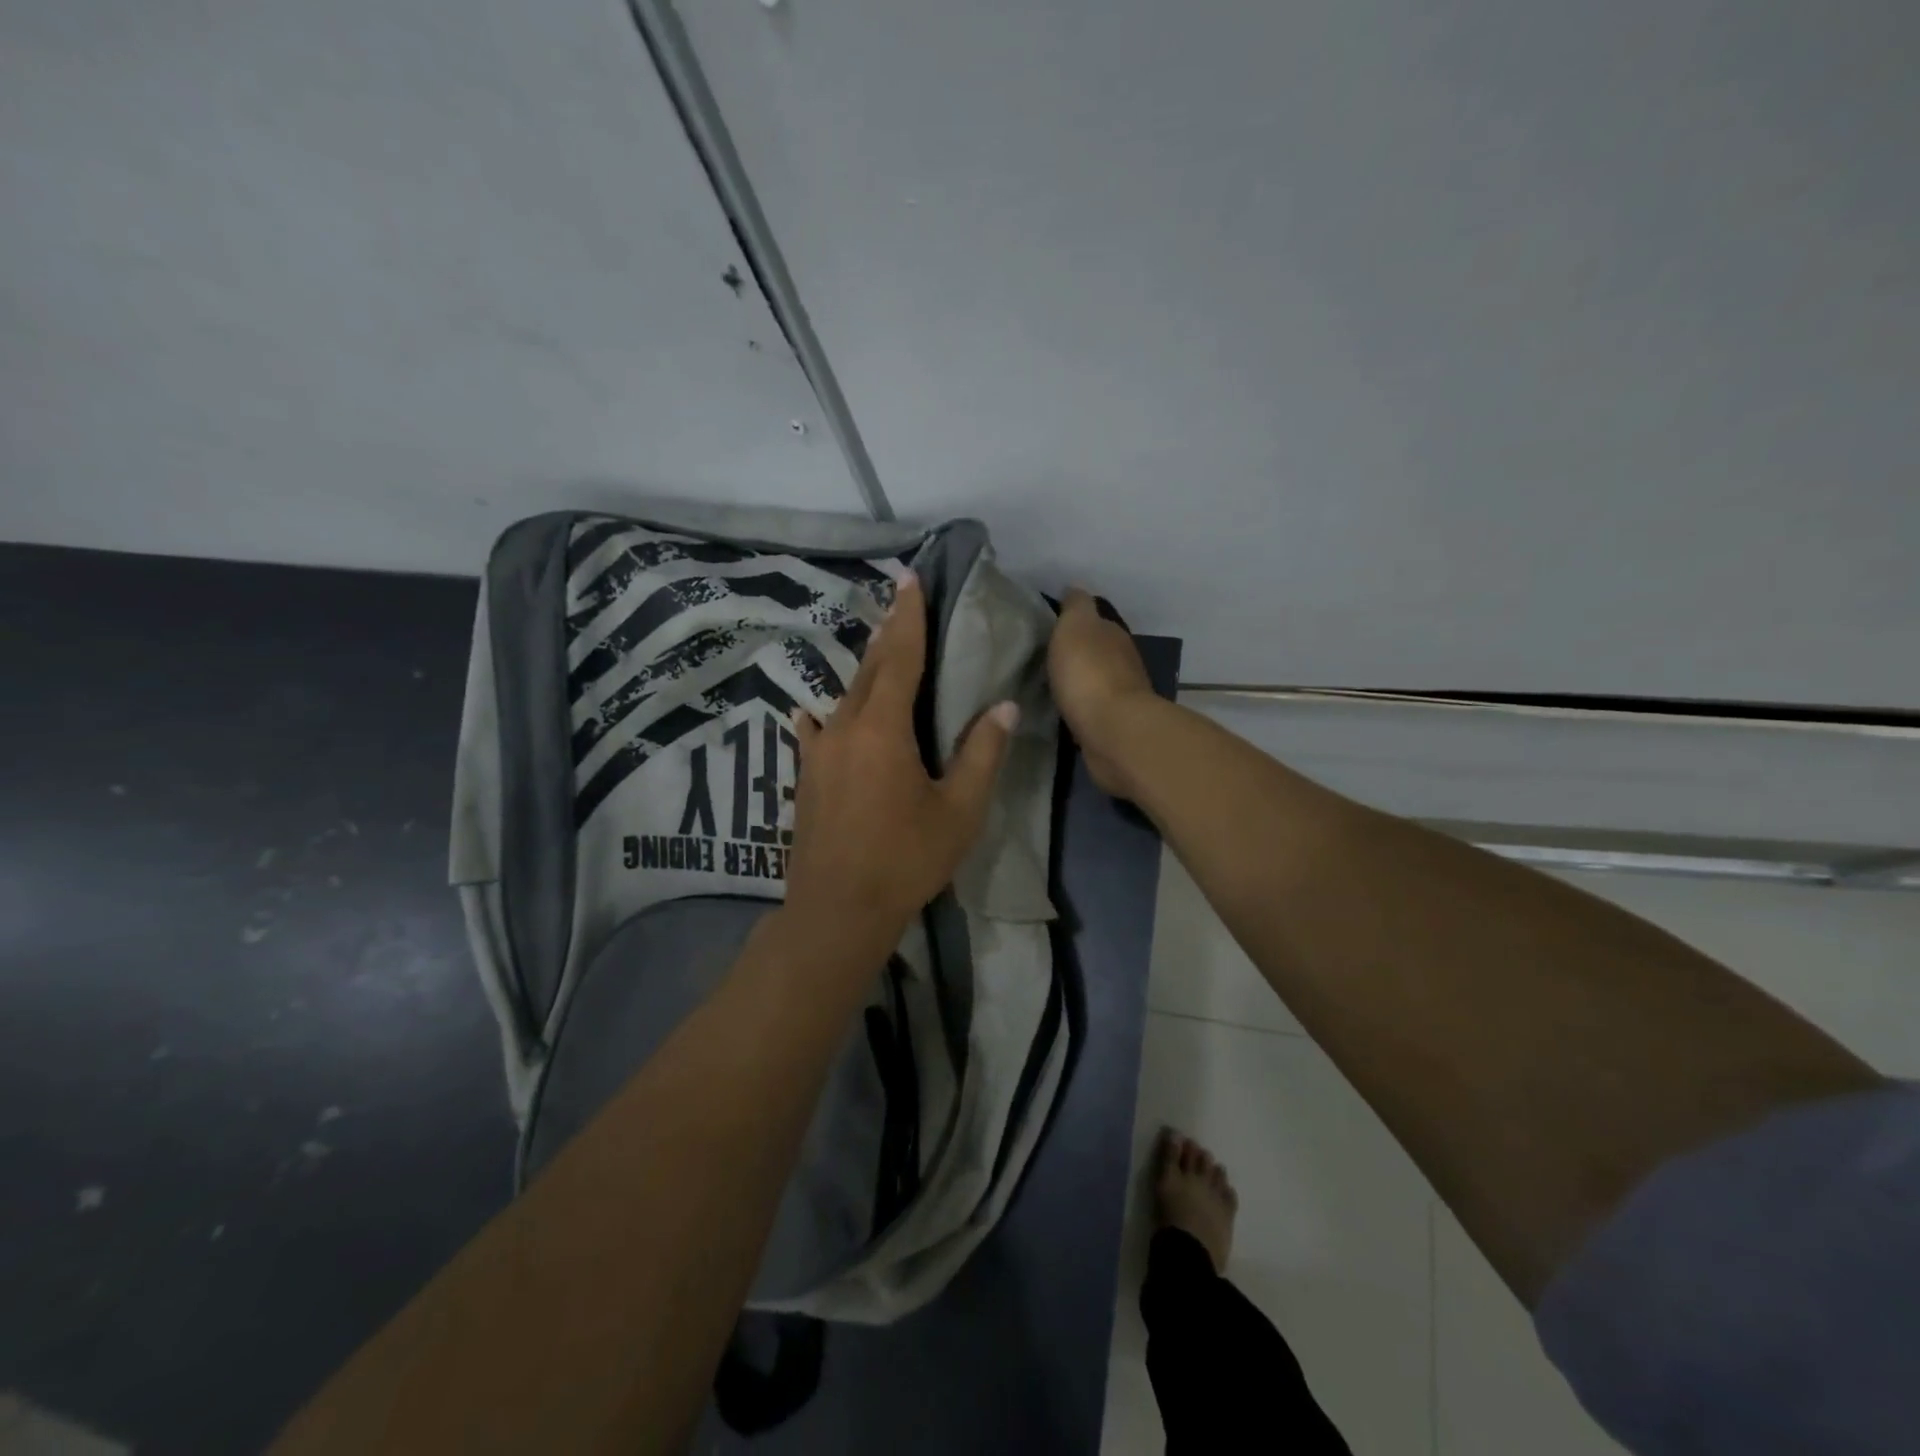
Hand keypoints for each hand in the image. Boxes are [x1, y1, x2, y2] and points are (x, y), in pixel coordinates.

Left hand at [786, 574, 1017, 961]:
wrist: (837, 910)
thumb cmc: (905, 860)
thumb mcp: (959, 811)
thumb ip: (981, 754)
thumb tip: (1005, 706)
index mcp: (884, 729)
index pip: (901, 658)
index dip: (909, 617)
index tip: (910, 579)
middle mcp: (845, 728)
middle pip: (870, 670)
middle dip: (888, 633)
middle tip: (899, 599)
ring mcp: (819, 753)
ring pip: (844, 698)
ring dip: (864, 672)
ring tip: (878, 652)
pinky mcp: (805, 778)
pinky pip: (817, 733)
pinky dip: (824, 717)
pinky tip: (813, 714)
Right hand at [1048, 588, 1156, 797]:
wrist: (1113, 731)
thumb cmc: (1089, 674)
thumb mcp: (1075, 627)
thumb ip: (1075, 606)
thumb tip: (1075, 588)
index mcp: (1113, 635)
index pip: (1092, 621)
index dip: (1070, 623)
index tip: (1045, 629)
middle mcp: (1121, 662)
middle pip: (1095, 652)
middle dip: (1073, 653)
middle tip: (1040, 658)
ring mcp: (1119, 696)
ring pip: (1092, 681)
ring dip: (1076, 682)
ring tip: (1046, 685)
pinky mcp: (1111, 726)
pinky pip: (1089, 709)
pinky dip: (1077, 707)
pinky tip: (1060, 710)